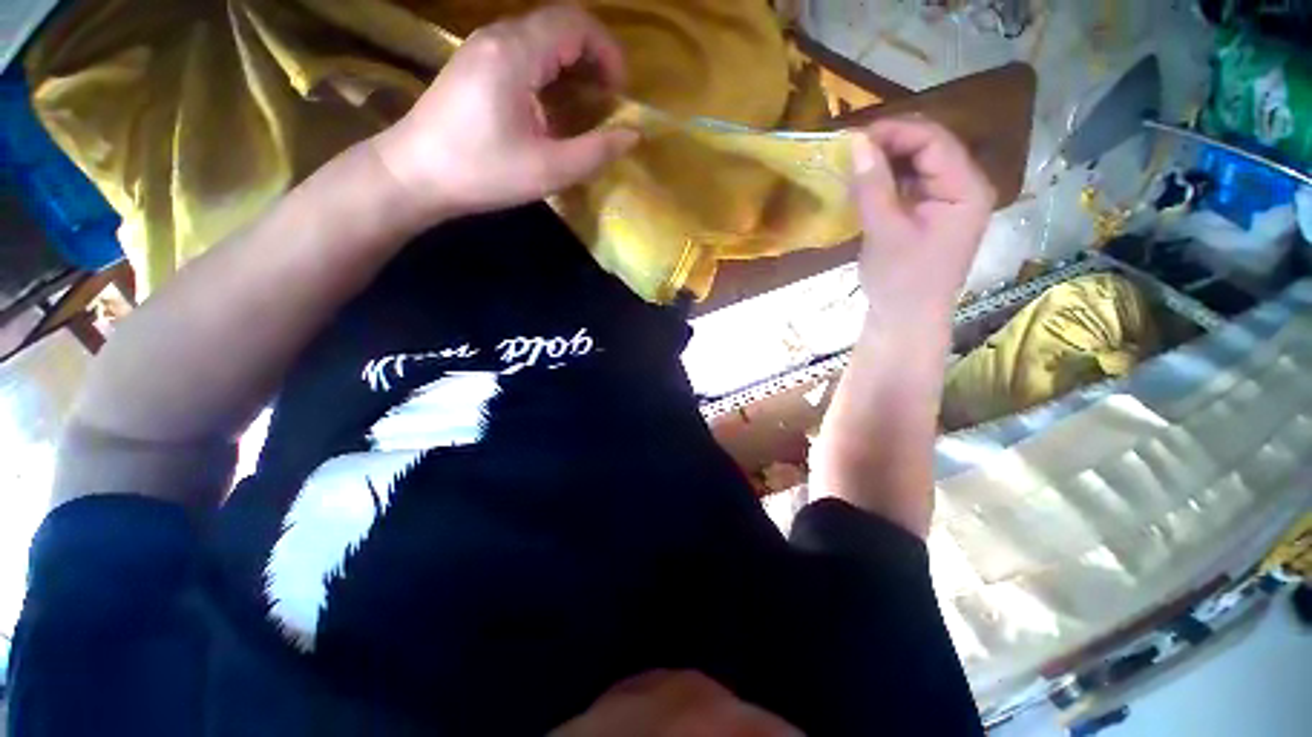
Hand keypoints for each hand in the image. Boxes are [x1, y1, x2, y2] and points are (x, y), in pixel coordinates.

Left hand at [371, 6, 638, 223]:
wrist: (414, 175)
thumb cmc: (482, 172)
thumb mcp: (548, 170)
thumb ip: (595, 152)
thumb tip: (632, 135)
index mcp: (515, 53)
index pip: (575, 22)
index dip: (608, 51)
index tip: (620, 92)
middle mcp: (498, 37)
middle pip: (559, 25)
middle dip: (593, 58)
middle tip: (607, 102)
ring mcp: (481, 48)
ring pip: (541, 39)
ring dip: (571, 67)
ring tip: (585, 108)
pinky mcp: (474, 65)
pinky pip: (523, 53)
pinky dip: (549, 73)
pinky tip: (551, 109)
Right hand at [850, 118, 995, 327]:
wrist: (906, 320)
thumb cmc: (901, 280)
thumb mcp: (885, 232)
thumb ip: (873, 186)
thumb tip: (856, 142)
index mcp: (967, 189)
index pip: (935, 141)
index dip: (896, 131)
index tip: (854, 135)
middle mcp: (964, 187)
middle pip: (929, 148)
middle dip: (890, 143)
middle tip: (849, 147)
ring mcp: (947, 201)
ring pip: (917, 165)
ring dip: (886, 160)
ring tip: (852, 161)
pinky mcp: (929, 214)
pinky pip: (910, 184)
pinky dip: (886, 180)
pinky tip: (864, 181)